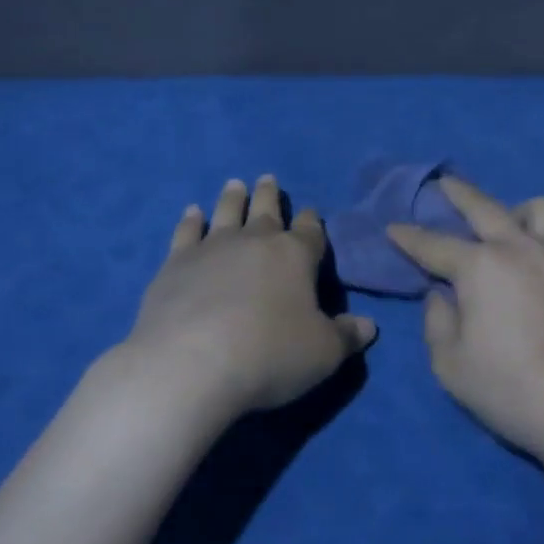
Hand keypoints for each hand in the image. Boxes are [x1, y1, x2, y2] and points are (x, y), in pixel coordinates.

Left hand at [127, 176, 376, 416]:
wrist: (190, 365)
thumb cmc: (268, 355)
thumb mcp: (322, 354)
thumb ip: (345, 337)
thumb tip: (368, 326)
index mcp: (295, 255)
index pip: (310, 230)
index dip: (311, 221)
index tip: (310, 212)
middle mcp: (255, 241)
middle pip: (266, 210)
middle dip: (270, 195)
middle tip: (268, 179)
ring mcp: (212, 247)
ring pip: (227, 212)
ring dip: (233, 198)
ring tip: (235, 185)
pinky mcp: (176, 263)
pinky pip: (186, 232)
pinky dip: (191, 221)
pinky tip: (192, 213)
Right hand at [387, 177, 543, 461]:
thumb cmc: (508, 388)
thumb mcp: (450, 364)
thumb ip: (437, 322)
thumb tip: (441, 295)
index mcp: (480, 267)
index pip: (434, 245)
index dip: (409, 236)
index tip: (394, 227)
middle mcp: (520, 247)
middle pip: (484, 206)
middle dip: (458, 192)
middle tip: (445, 184)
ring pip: (540, 209)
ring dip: (519, 213)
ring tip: (513, 228)